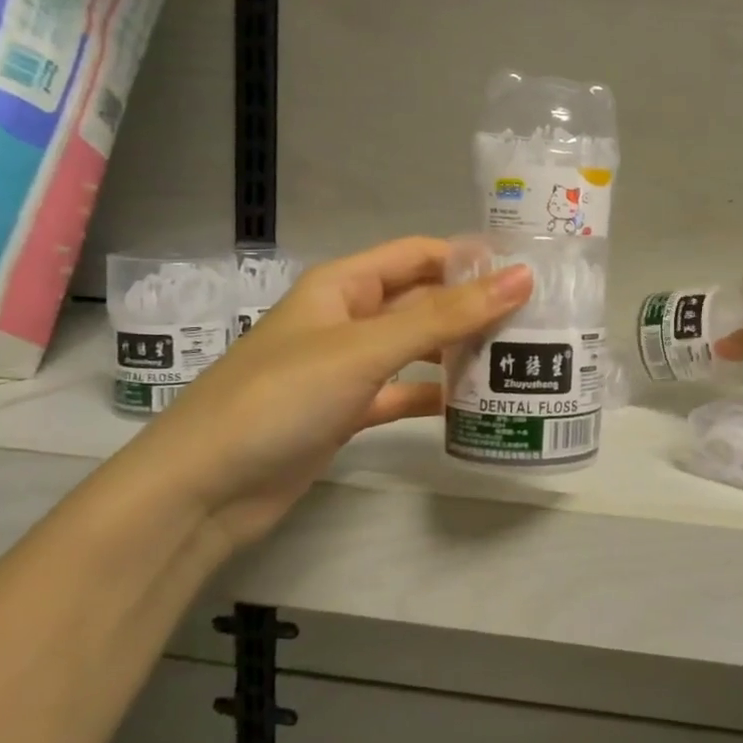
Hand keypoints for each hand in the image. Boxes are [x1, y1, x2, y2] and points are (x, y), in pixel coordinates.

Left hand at [129, 237, 532, 552]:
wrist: (204, 488)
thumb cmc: (282, 397)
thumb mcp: (366, 349)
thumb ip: (445, 315)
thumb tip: (521, 277)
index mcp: (343, 285)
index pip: (419, 255)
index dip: (470, 258)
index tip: (529, 274)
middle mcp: (347, 318)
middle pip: (421, 301)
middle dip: (472, 307)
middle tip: (537, 321)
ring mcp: (346, 367)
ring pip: (415, 348)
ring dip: (458, 351)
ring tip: (518, 360)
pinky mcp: (346, 411)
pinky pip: (402, 393)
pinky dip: (434, 396)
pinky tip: (474, 406)